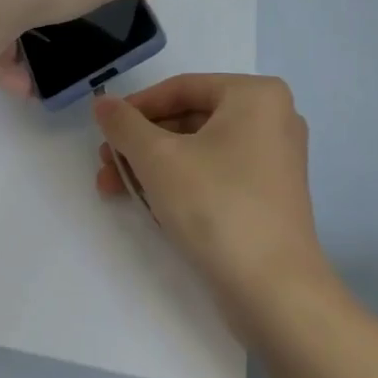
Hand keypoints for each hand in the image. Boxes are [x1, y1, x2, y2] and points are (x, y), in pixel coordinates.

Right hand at [92, 74, 330, 312]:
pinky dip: (181, 183)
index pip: (181, 88)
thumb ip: (124, 125)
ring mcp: (274, 160)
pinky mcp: (269, 195)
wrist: (273, 289)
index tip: (103, 130)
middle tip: (106, 165)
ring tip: (115, 189)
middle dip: (140, 144)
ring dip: (153, 166)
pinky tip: (150, 204)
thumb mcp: (158, 158)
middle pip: (189, 119)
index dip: (135, 108)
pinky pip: (216, 174)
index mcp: (256, 95)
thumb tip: (103, 102)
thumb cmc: (216, 206)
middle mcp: (272, 119)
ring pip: (199, 150)